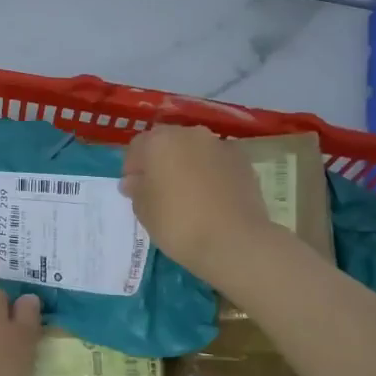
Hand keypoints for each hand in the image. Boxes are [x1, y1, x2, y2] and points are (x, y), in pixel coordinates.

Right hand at [120, 125, 274, 282]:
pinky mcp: (243, 162)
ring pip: (195, 150)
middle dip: (161, 161)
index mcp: (159, 141)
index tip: (134, 190)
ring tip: (189, 194)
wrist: (235, 242)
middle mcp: (190, 134)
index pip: (137, 146)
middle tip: (160, 190)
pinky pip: (218, 163)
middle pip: (168, 142)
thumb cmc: (178, 224)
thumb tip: (134, 181)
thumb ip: (136, 189)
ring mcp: (220, 145)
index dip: (132, 167)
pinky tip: (212, 198)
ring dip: (188, 164)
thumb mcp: (143, 211)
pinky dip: (212, 173)